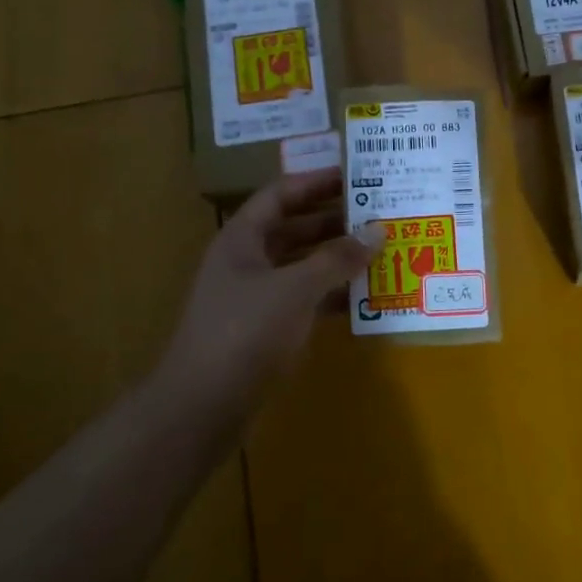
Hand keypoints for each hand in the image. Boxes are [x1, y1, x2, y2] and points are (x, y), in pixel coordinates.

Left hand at [164, 168, 383, 390]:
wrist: (202, 406)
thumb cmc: (245, 332)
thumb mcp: (295, 288)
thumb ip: (337, 258)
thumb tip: (378, 229)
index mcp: (242, 239)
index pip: (281, 195)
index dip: (316, 182)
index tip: (355, 175)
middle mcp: (247, 261)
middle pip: (293, 228)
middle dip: (334, 220)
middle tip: (378, 213)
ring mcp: (255, 296)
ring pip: (301, 265)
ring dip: (336, 258)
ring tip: (379, 250)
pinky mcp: (265, 329)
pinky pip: (304, 299)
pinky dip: (331, 294)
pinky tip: (364, 296)